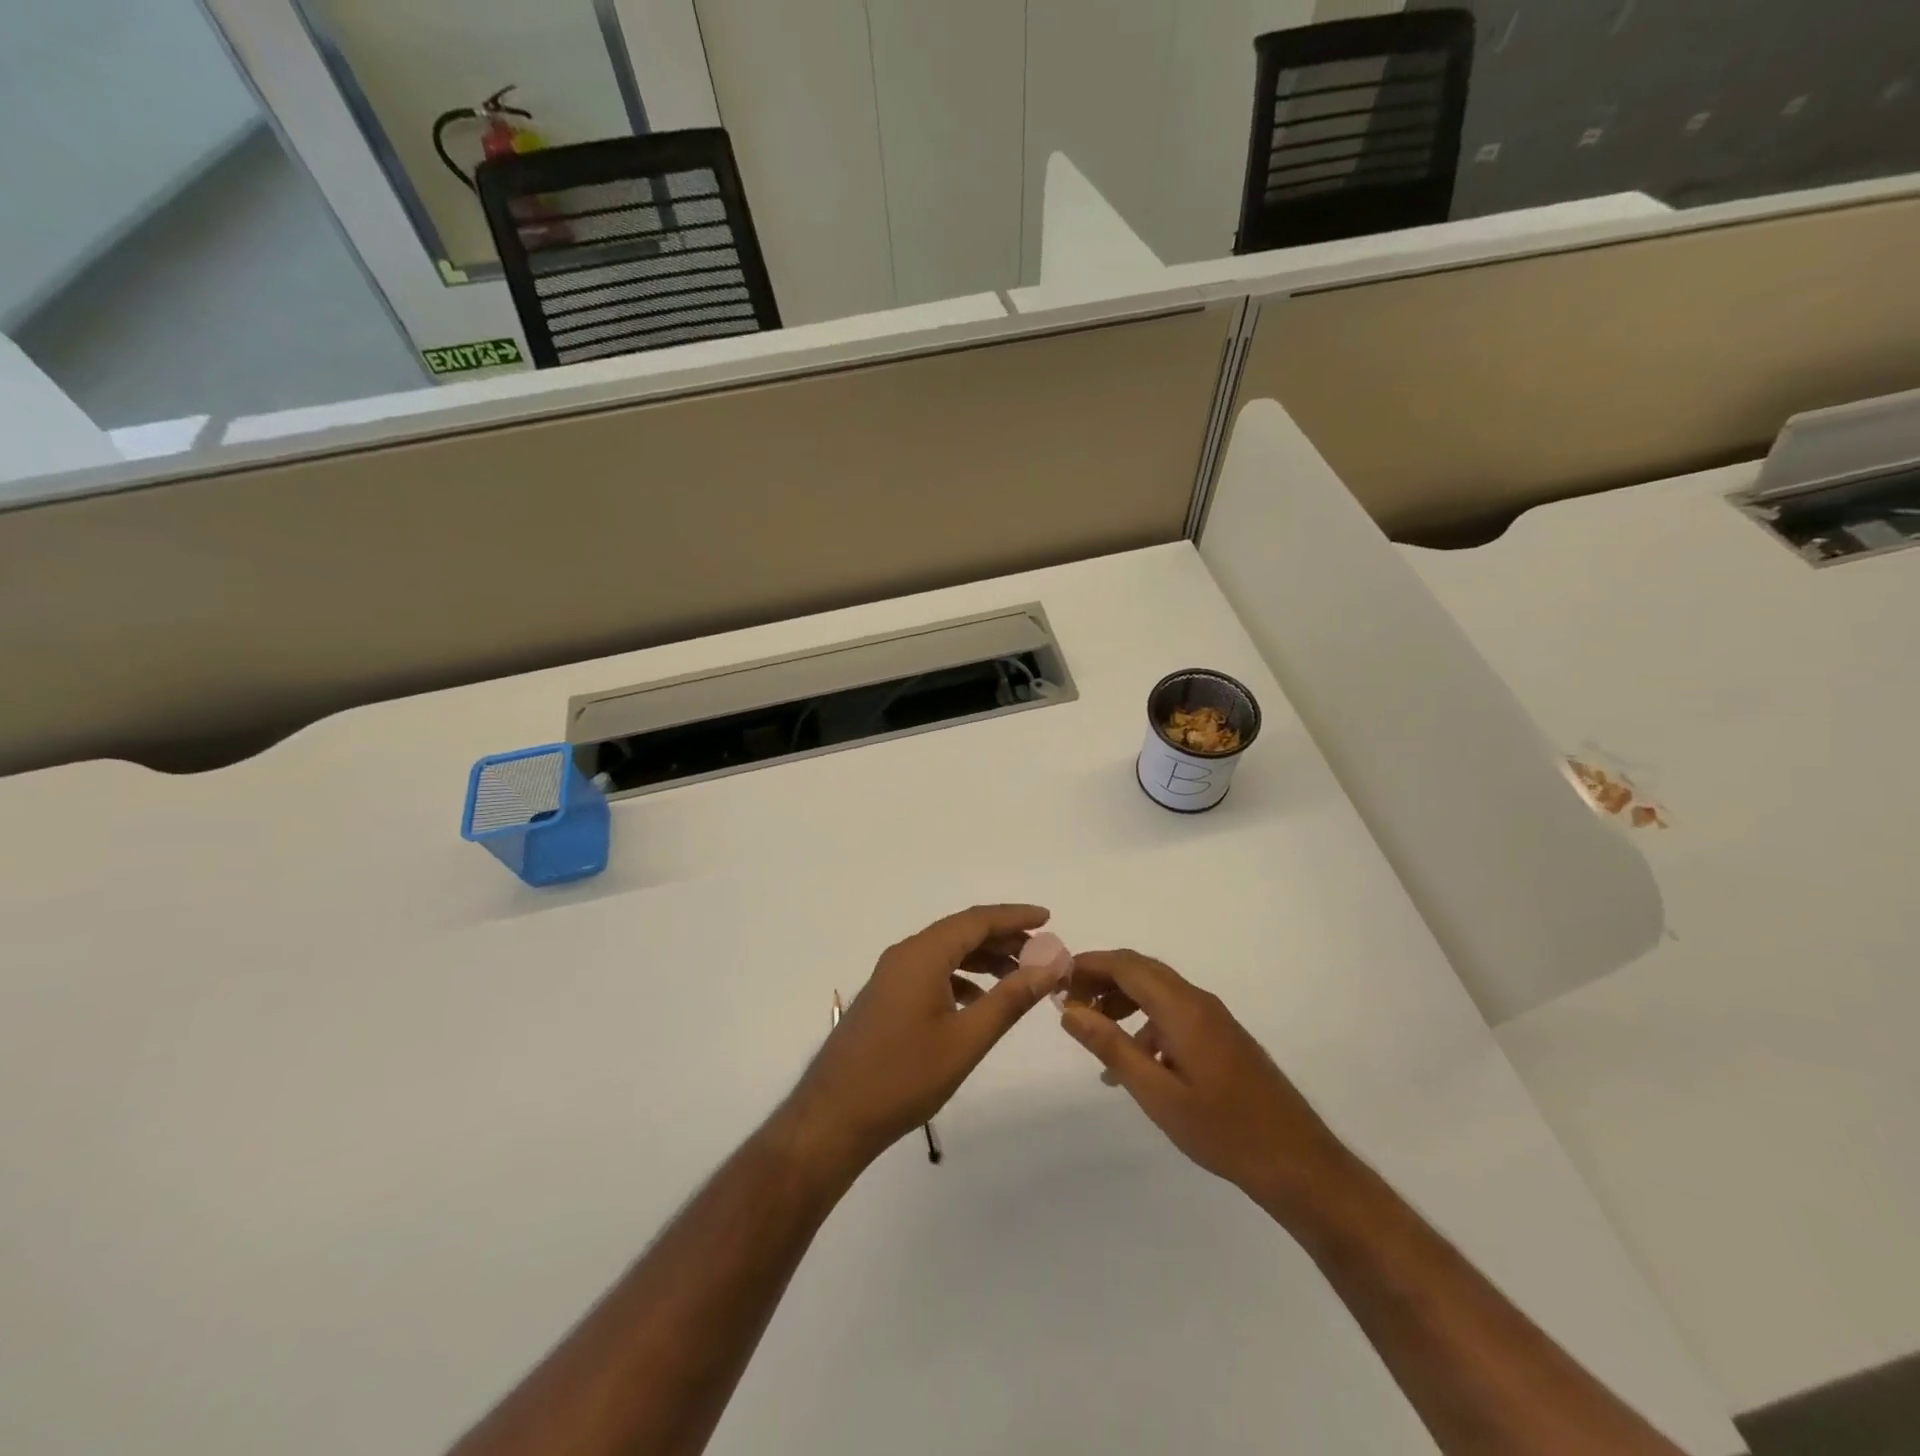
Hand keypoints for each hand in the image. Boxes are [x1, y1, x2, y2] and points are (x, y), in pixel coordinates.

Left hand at [780, 905, 1066, 1174]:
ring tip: (1019, 975)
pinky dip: (961, 976)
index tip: (1048, 918)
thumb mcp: (966, 1040)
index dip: (1015, 917)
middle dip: (1003, 937)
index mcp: (922, 955)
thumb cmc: (904, 1077)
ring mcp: (892, 975)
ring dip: (983, 958)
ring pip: (946, 952)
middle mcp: (905, 954)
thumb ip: (1010, 999)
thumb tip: (1050, 966)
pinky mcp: (887, 997)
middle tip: (1042, 952)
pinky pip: (931, 971)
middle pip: (961, 932)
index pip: (977, 920)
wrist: (834, 1116)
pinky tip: (980, 1001)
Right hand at [1058, 950, 1347, 1212]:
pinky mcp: (1221, 1037)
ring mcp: (1213, 1018)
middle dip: (1101, 979)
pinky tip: (1132, 1062)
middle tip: (1068, 1003)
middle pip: (1140, 971)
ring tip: (1092, 1030)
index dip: (1088, 965)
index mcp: (1182, 1008)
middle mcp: (1198, 1001)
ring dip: (1121, 1000)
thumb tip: (1069, 1010)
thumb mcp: (1157, 1094)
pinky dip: (1144, 1022)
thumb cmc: (1222, 1130)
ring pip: (1156, 990)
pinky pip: (1173, 1013)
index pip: (1126, 965)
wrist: (1298, 1162)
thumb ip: (1111, 1047)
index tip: (1056, 979)